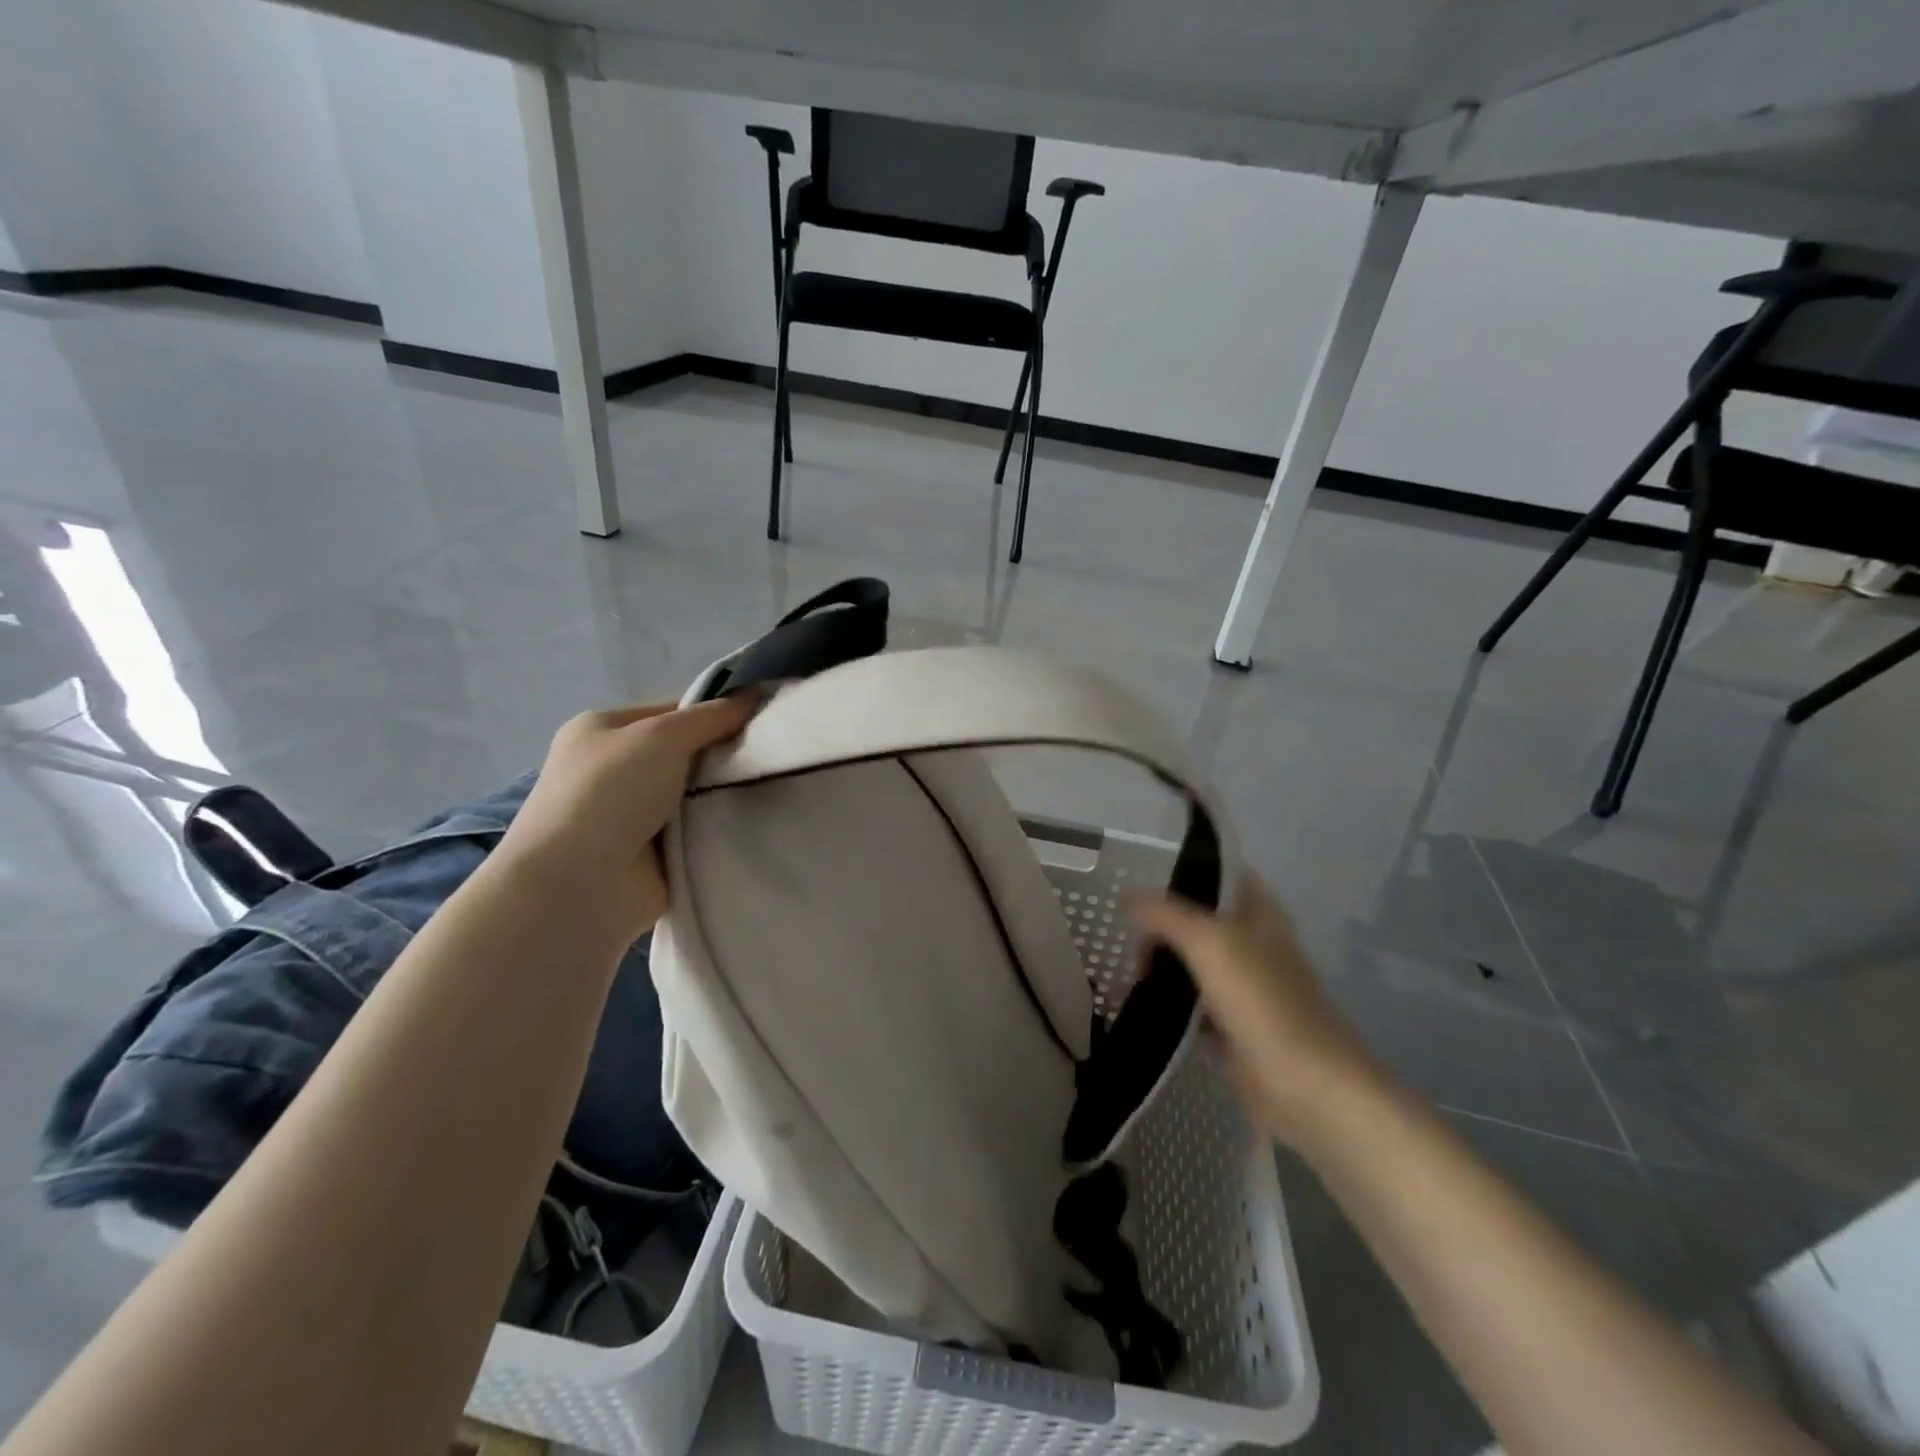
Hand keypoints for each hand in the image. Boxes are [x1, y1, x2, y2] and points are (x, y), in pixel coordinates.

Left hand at [497, 697, 757, 938]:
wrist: (579, 886)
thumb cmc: (609, 793)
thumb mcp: (661, 736)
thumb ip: (710, 716)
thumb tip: (753, 695)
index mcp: (602, 731)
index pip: (671, 712)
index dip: (715, 713)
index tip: (761, 721)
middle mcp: (614, 770)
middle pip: (686, 754)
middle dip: (726, 756)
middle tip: (774, 756)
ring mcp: (633, 816)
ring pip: (696, 795)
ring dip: (726, 795)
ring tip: (777, 787)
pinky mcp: (654, 856)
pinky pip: (699, 833)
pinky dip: (721, 830)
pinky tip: (758, 823)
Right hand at [1130, 877, 1382, 1142]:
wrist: (1305, 1087)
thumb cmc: (1262, 1001)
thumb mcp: (1209, 942)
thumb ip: (1165, 914)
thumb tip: (1127, 895)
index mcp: (1258, 912)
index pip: (1219, 873)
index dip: (1184, 867)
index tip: (1140, 874)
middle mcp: (1251, 942)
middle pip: (1198, 918)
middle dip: (1161, 921)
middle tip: (1125, 931)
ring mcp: (1242, 986)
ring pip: (1191, 961)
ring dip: (1160, 962)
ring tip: (1124, 966)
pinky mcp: (1231, 1025)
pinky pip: (1189, 1003)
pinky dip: (1165, 1001)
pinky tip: (1135, 1002)